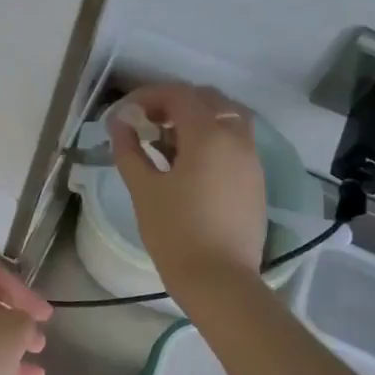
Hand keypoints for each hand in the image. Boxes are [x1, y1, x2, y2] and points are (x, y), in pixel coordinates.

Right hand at [112, 83, 266, 282]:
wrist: (219, 279)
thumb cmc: (175, 232)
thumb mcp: (143, 188)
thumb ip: (129, 150)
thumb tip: (119, 123)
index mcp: (208, 135)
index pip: (178, 94)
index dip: (148, 96)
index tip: (124, 113)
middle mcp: (236, 138)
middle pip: (207, 99)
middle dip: (173, 103)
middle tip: (145, 122)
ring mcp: (251, 158)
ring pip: (226, 117)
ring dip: (196, 118)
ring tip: (166, 141)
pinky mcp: (255, 179)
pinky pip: (234, 140)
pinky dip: (211, 137)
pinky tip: (187, 163)